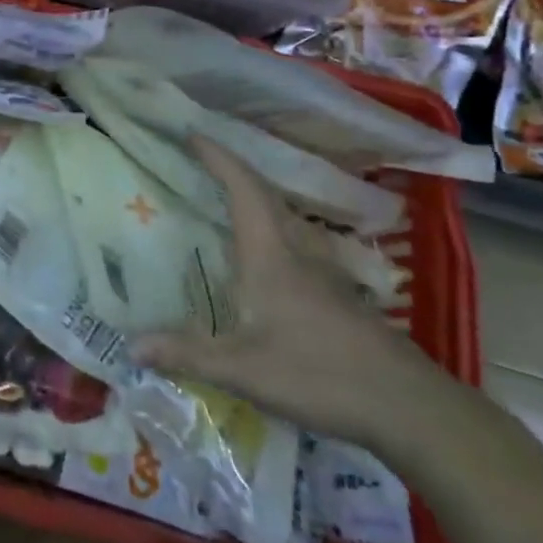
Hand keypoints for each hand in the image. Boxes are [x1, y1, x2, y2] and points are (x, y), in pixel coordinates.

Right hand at [130, 136, 446, 447]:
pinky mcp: (340, 297)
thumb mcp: (243, 369)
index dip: (219, 159)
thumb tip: (131, 346)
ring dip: (258, 200)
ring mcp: (325, 275)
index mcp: (271, 255)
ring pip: (287, 221)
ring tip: (230, 199)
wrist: (412, 409)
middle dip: (235, 172)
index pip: (244, 191)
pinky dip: (274, 232)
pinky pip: (299, 246)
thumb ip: (187, 355)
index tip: (193, 134)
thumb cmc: (321, 374)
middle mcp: (298, 253)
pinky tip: (268, 257)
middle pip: (266, 197)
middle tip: (205, 160)